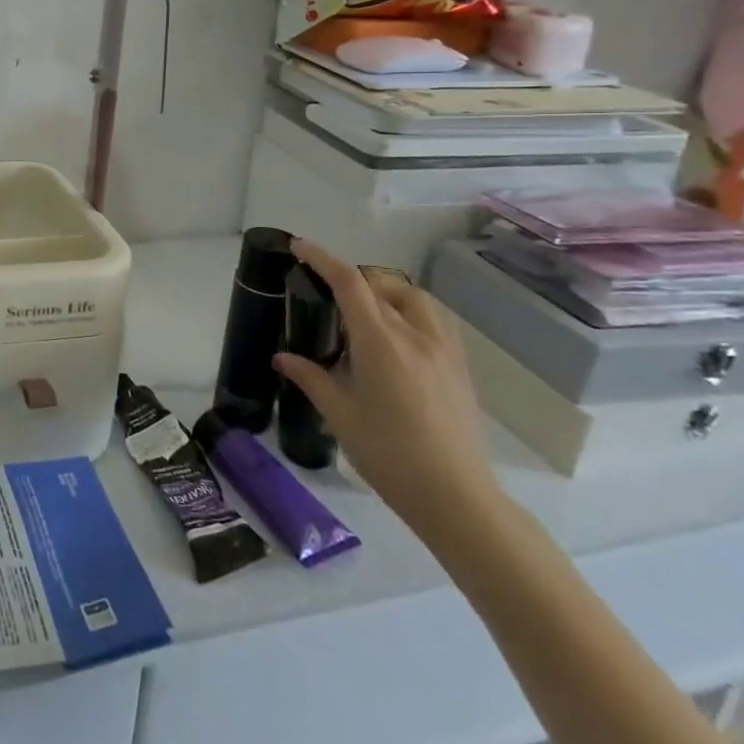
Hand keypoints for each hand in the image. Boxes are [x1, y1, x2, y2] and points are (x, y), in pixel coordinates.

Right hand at [272, 240, 501, 538]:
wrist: (455, 496)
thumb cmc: (388, 455)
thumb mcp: (340, 415)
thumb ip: (311, 378)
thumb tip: (282, 357)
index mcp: (380, 342)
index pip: (349, 283)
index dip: (322, 258)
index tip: (300, 247)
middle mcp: (415, 335)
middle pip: (382, 285)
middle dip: (352, 280)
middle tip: (329, 299)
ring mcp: (444, 349)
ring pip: (414, 298)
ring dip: (386, 293)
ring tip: (366, 315)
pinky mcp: (460, 367)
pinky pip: (434, 320)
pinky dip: (411, 312)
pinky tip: (399, 341)